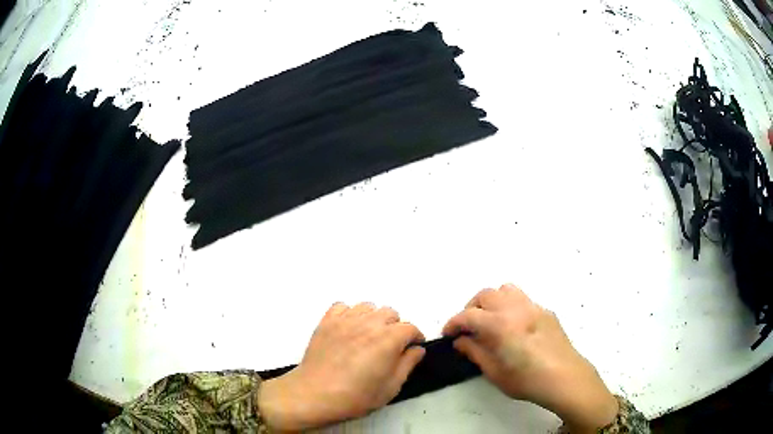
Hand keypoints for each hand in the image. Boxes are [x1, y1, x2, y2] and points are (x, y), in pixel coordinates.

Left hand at [258, 302, 425, 431]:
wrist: (315, 394)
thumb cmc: (356, 396)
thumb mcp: (391, 387)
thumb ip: (408, 364)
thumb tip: (417, 349)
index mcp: (389, 339)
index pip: (410, 328)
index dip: (415, 337)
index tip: (413, 348)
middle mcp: (369, 323)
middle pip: (390, 313)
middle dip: (396, 327)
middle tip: (390, 345)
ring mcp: (346, 319)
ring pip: (368, 307)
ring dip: (374, 318)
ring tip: (369, 336)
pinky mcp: (327, 321)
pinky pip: (343, 306)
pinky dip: (350, 314)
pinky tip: (349, 329)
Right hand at [443, 284, 617, 433]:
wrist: (565, 377)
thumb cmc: (527, 380)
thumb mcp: (495, 372)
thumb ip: (475, 352)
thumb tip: (461, 341)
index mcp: (500, 324)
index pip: (468, 315)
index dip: (453, 323)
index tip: (448, 334)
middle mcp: (516, 308)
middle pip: (485, 295)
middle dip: (471, 308)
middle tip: (468, 328)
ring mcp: (533, 307)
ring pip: (506, 290)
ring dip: (492, 301)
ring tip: (490, 320)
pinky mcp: (546, 311)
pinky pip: (523, 300)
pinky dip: (510, 306)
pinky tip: (514, 327)